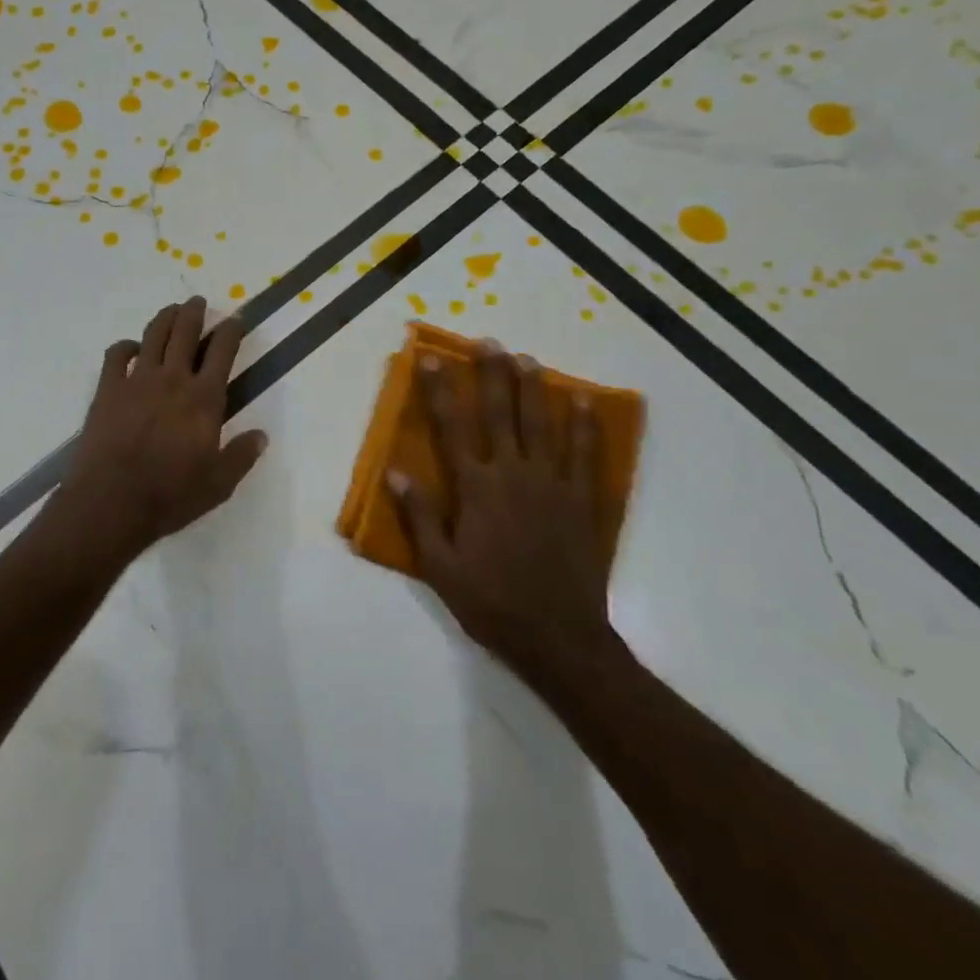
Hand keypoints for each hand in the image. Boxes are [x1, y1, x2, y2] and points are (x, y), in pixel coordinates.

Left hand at [60, 296, 268, 557]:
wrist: (112, 501)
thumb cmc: (171, 495)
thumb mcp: (219, 484)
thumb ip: (241, 456)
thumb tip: (261, 435)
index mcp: (204, 399)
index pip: (222, 352)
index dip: (231, 331)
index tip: (236, 319)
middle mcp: (172, 380)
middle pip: (185, 333)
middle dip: (194, 312)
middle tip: (198, 302)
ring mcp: (136, 381)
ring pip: (153, 336)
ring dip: (165, 318)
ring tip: (171, 310)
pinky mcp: (107, 390)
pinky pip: (116, 355)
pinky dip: (125, 346)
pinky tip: (131, 348)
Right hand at [385, 341, 617, 686]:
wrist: (559, 638)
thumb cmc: (491, 603)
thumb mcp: (440, 568)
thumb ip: (419, 517)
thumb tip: (394, 473)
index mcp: (476, 490)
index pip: (453, 428)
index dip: (440, 391)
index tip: (431, 359)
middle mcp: (514, 476)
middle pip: (502, 415)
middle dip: (492, 375)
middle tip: (488, 342)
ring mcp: (553, 485)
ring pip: (542, 425)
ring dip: (533, 389)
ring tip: (526, 358)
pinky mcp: (583, 501)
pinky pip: (585, 454)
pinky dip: (583, 425)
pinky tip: (580, 400)